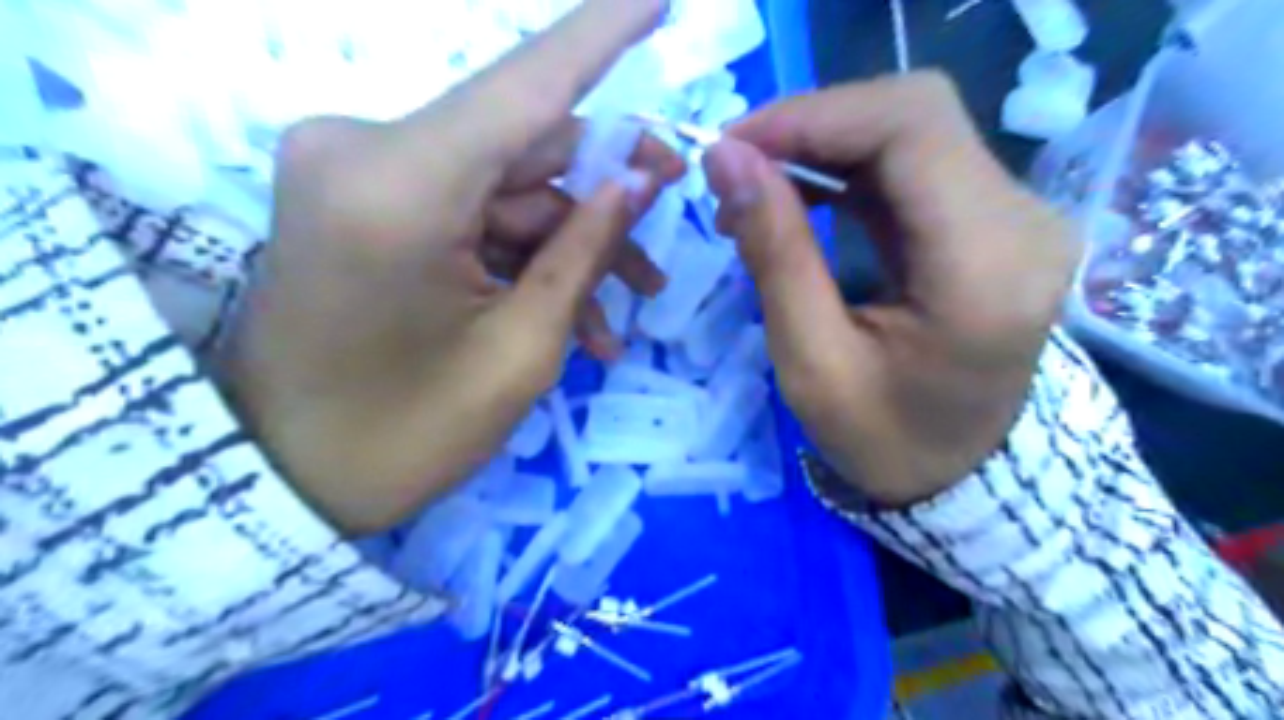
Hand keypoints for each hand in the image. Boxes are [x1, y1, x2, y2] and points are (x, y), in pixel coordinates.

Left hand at [220, 0, 680, 532]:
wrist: (289, 478)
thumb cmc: (408, 434)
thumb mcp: (522, 351)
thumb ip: (584, 250)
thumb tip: (639, 177)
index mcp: (398, 186)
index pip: (526, 83)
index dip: (602, 37)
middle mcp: (365, 150)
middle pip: (524, 145)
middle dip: (603, 193)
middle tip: (662, 244)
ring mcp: (358, 172)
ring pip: (505, 187)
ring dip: (568, 245)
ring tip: (619, 315)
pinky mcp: (363, 200)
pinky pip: (470, 212)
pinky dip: (522, 256)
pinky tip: (568, 318)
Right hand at [701, 71, 1081, 501]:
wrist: (958, 474)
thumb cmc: (883, 439)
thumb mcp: (812, 362)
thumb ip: (775, 254)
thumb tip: (727, 159)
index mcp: (986, 268)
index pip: (910, 128)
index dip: (813, 118)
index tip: (731, 146)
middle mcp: (1023, 222)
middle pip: (914, 113)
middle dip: (813, 126)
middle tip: (738, 165)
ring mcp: (1016, 215)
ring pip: (911, 128)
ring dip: (824, 144)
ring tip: (759, 185)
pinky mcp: (992, 219)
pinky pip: (914, 161)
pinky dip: (846, 166)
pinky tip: (800, 193)